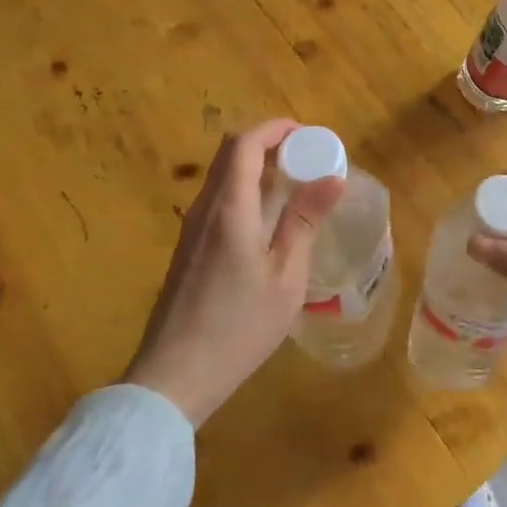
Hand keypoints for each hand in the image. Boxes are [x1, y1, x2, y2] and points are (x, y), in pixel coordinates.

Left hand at [122, 119, 344, 426]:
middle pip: (231, 153)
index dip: (276, 129)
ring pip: (223, 176)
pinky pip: (219, 200)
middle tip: (307, 158)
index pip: (245, 143)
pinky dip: (246, 190)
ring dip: (257, 167)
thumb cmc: (237, 326)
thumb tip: (333, 176)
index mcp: (229, 207)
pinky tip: (270, 221)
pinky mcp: (189, 249)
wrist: (173, 377)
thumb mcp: (285, 277)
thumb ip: (305, 221)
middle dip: (269, 143)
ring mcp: (192, 229)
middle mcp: (205, 208)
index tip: (309, 136)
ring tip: (295, 186)